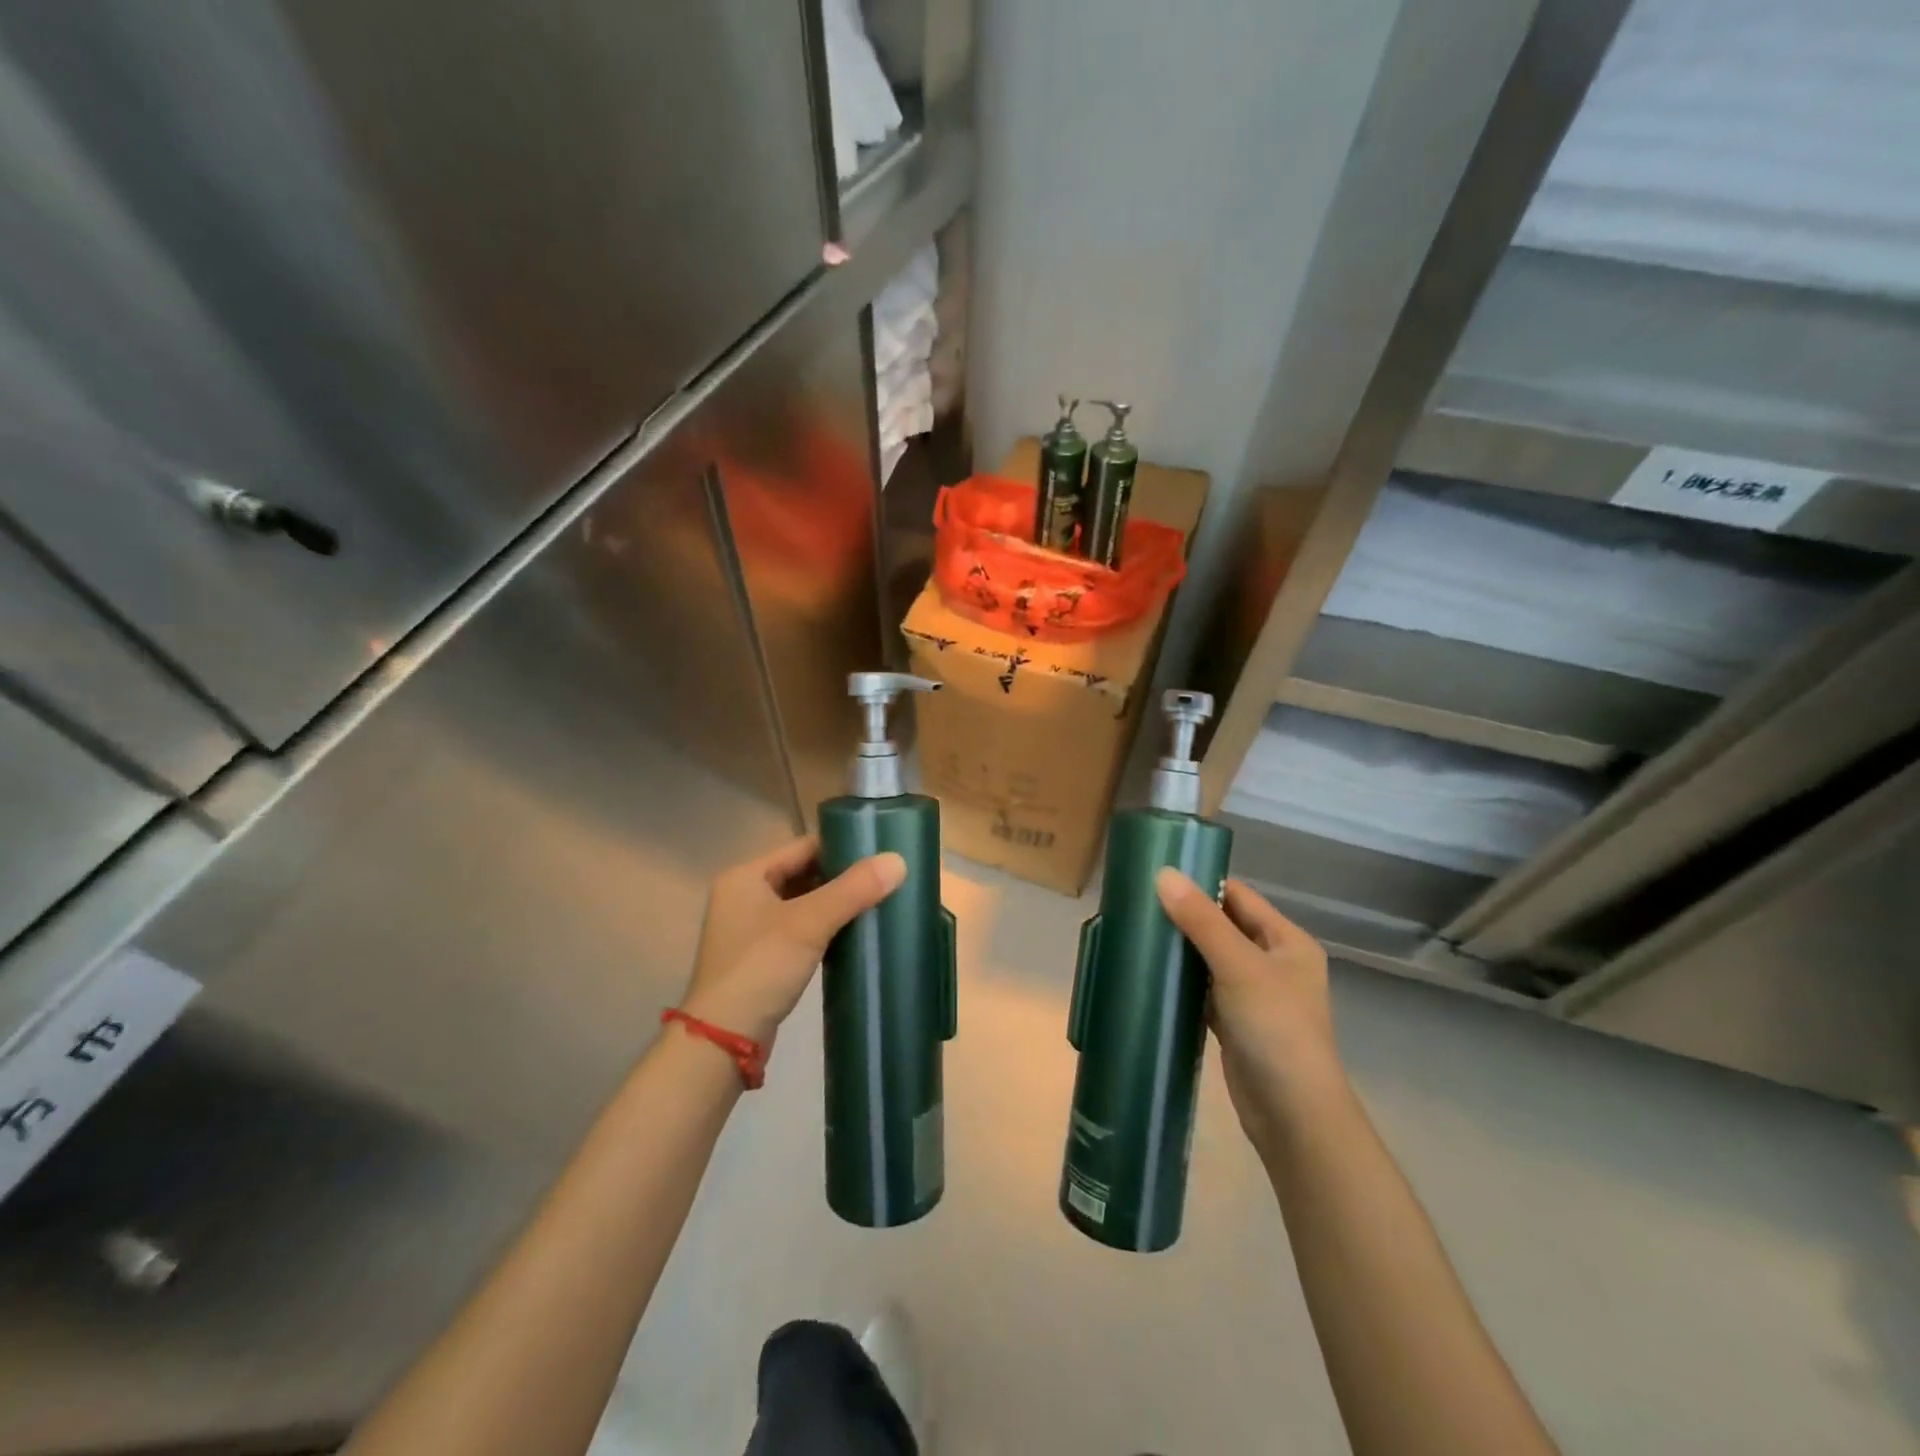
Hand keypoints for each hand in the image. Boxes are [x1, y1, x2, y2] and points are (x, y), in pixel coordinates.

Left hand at [680, 836, 906, 1049]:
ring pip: (802, 903)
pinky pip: (799, 930)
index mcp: (746, 876)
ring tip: (877, 903)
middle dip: (842, 877)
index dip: (842, 846)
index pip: (803, 847)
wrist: (723, 1041)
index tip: (880, 852)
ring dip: (835, 904)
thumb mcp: (809, 923)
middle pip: (803, 873)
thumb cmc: (760, 968)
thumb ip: (853, 890)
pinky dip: (824, 928)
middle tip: (885, 879)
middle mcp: (743, 895)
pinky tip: (854, 934)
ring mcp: (750, 929)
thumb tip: (898, 861)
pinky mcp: (760, 958)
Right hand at [1157, 870, 1342, 1152]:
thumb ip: (1201, 920)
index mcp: (1287, 941)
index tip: (1157, 874)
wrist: (1293, 1114)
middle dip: (1186, 916)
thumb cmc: (1275, 1028)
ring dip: (1181, 949)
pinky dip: (1182, 981)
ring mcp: (1254, 995)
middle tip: (1139, 903)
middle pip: (1224, 926)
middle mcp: (1274, 963)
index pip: (1239, 897)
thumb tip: (1163, 874)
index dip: (1202, 883)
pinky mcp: (1235, 1023)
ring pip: (1211, 959)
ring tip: (1138, 931)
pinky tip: (1152, 973)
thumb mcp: (1238, 966)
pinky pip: (1204, 989)